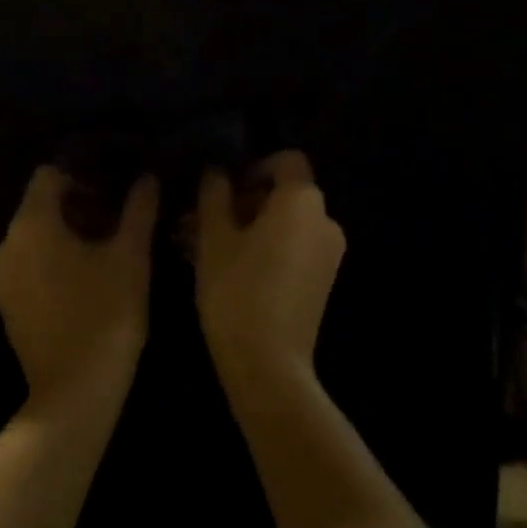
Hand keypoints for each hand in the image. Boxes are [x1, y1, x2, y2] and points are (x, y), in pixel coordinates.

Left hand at [0, 166, 157, 408]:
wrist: (74, 393)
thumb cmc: (105, 315)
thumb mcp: (130, 257)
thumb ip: (138, 211)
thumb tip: (147, 178)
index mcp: (31, 224)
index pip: (48, 176)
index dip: (81, 177)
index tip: (112, 193)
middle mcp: (6, 245)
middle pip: (40, 207)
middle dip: (78, 208)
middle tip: (117, 222)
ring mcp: (1, 279)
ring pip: (35, 238)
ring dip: (66, 236)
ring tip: (105, 251)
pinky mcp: (7, 306)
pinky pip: (28, 266)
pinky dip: (52, 262)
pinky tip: (85, 281)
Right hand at [194, 151, 346, 393]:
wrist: (268, 366)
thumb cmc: (237, 291)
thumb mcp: (214, 237)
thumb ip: (214, 194)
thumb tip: (215, 170)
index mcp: (302, 201)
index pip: (285, 161)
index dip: (252, 167)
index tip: (221, 188)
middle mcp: (325, 221)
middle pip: (282, 194)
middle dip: (240, 201)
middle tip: (199, 220)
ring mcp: (327, 253)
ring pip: (283, 224)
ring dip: (245, 226)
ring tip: (201, 245)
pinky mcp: (321, 281)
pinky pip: (291, 248)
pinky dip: (263, 247)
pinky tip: (224, 266)